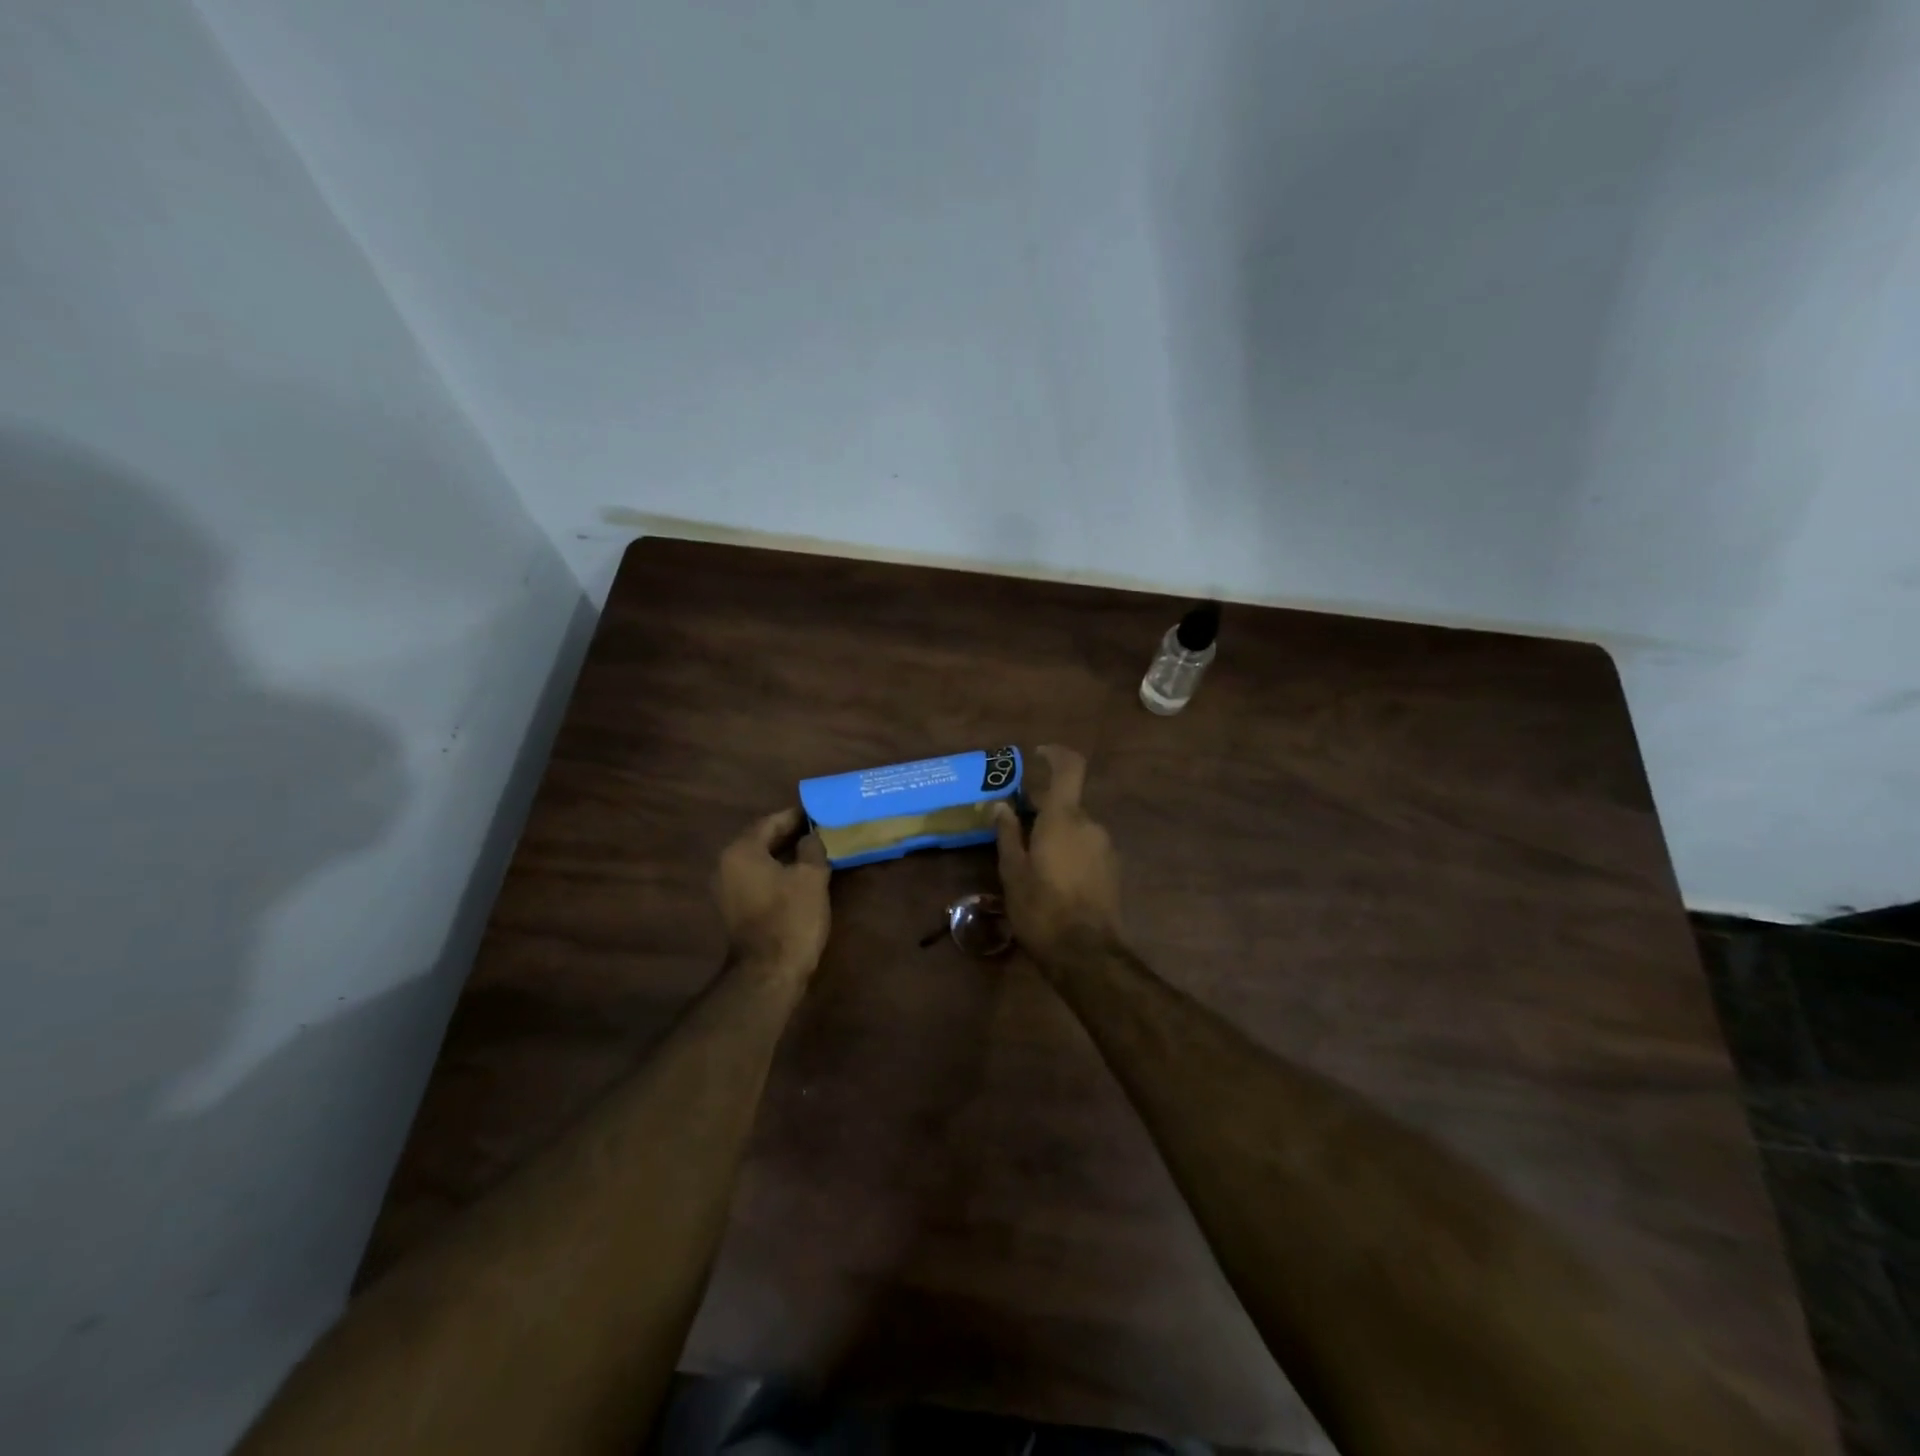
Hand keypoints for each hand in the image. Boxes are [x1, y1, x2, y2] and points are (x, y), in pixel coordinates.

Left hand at [714, 808, 830, 984]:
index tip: (818, 811)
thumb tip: (811, 837)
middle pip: (761, 839)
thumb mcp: (811, 876)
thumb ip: (812, 848)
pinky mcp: (735, 908)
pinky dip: (777, 872)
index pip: (770, 821)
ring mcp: (727, 889)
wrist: (769, 971)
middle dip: (790, 833)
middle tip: (819, 828)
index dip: (796, 815)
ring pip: (760, 860)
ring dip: (784, 854)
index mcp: (741, 851)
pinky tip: (800, 874)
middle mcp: (726, 865)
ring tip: (814, 849)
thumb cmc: (791, 917)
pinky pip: (757, 878)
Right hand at [991, 745, 1122, 968]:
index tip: (1037, 755)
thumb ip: (1008, 834)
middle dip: (1043, 809)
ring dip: (1056, 833)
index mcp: (1064, 818)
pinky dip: (1069, 850)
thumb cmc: (1042, 909)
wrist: (1087, 954)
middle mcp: (1090, 825)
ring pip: (1077, 827)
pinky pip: (1087, 846)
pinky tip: (1053, 878)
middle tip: (1017, 827)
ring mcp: (1106, 847)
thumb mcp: (1013, 872)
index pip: (1069, 767)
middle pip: (1067, 803)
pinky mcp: (1113, 869)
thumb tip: (1001, 805)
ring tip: (1032, 860)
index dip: (1055, 754)